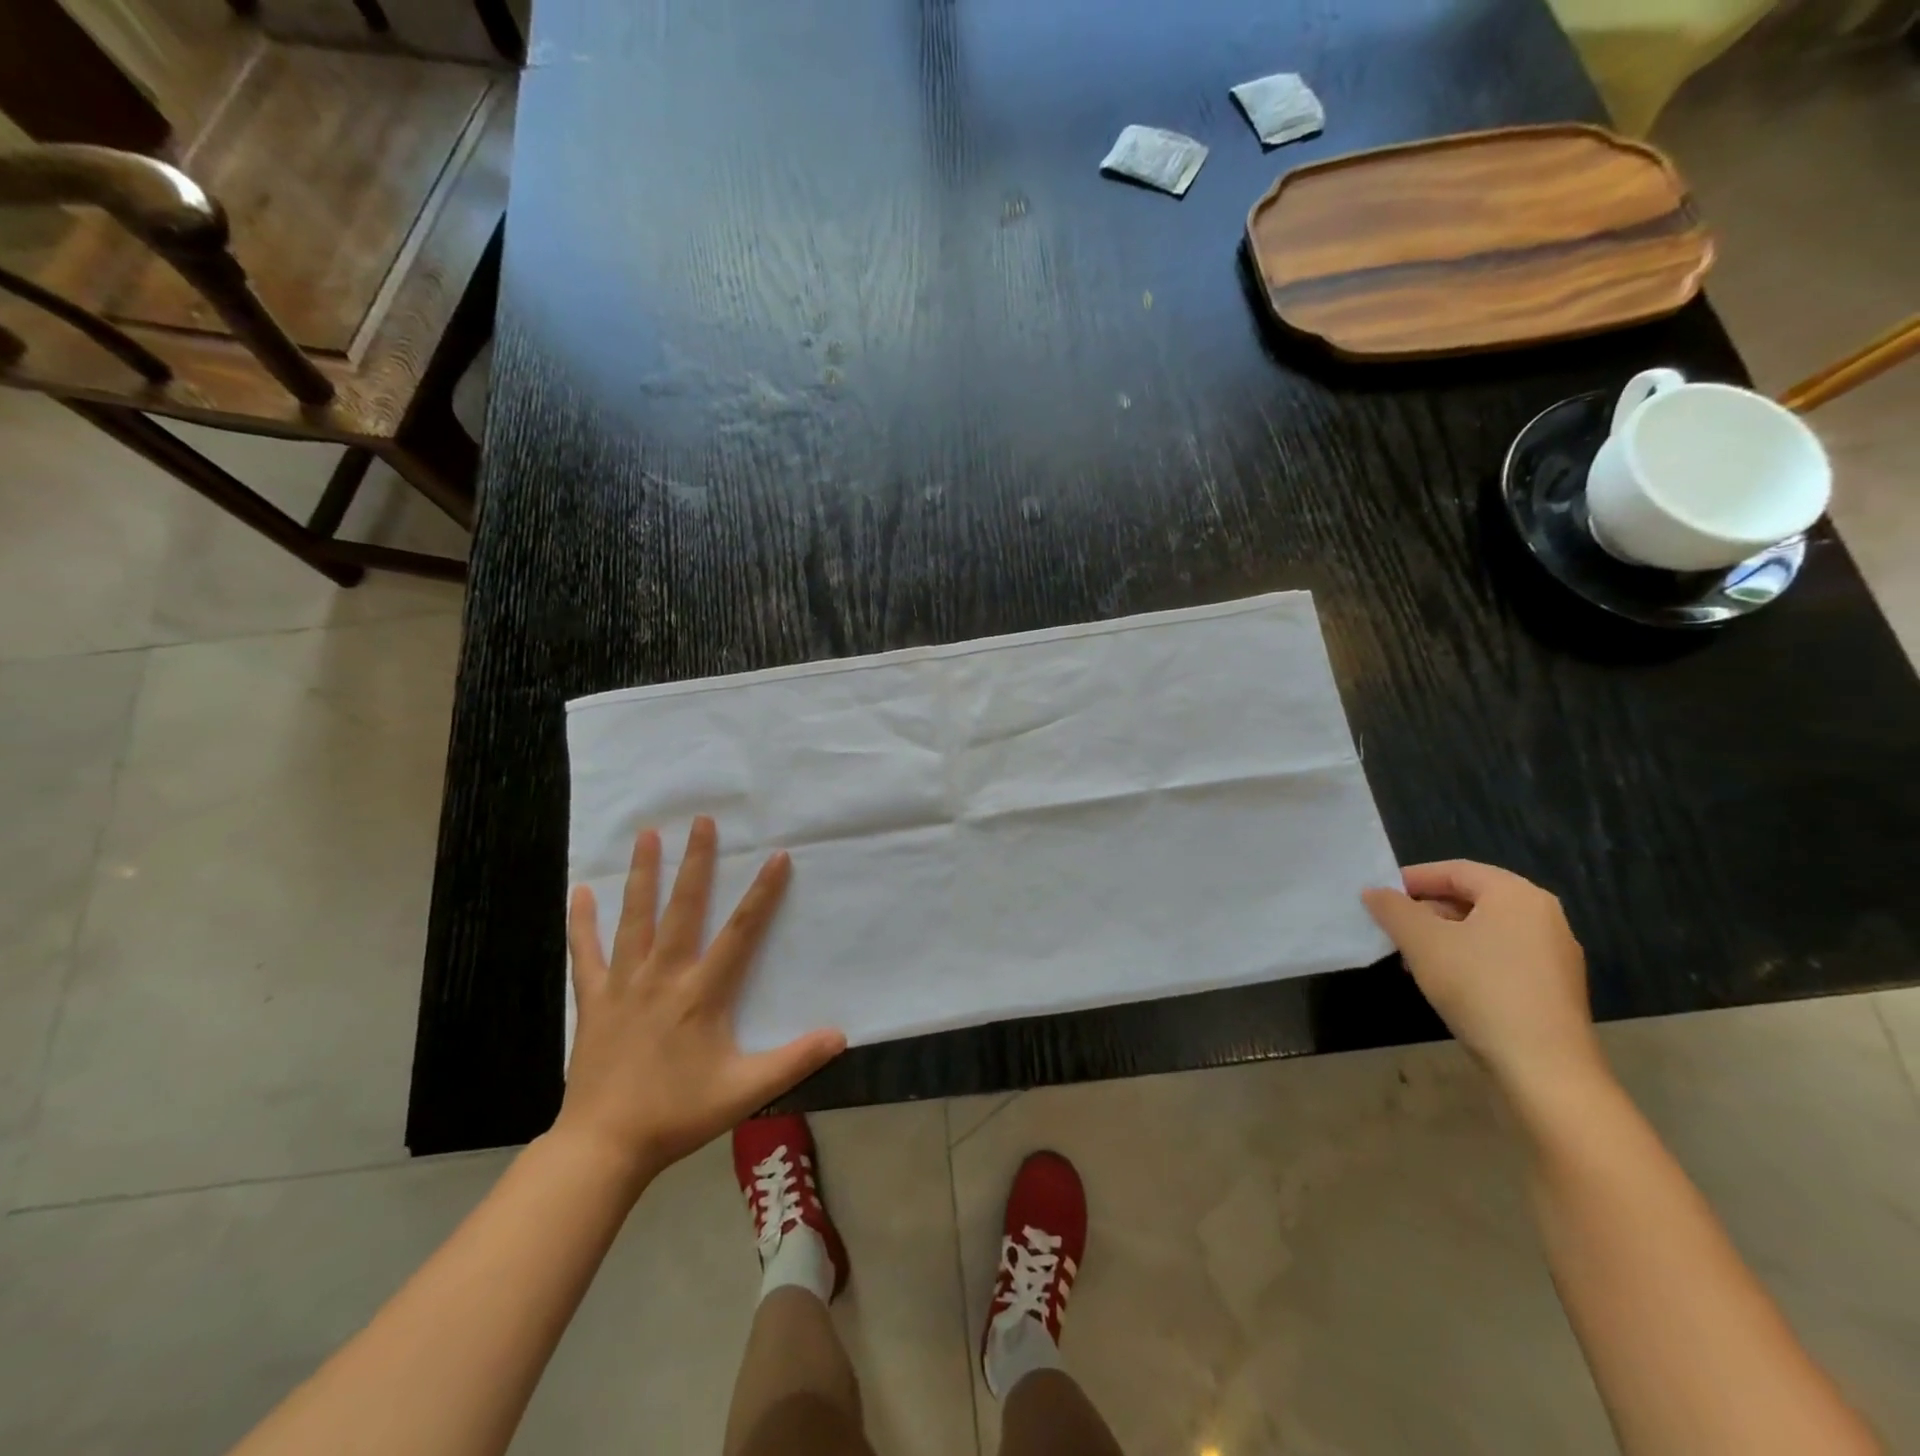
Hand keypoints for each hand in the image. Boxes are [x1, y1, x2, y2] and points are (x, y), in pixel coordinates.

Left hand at [556, 817, 845, 1187]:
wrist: (604, 1146)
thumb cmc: (678, 1114)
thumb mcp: (746, 1091)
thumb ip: (795, 1060)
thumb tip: (841, 1035)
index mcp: (702, 992)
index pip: (741, 931)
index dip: (762, 893)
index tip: (776, 856)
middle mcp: (664, 975)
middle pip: (683, 907)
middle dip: (696, 862)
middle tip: (701, 820)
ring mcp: (624, 984)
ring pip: (635, 918)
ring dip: (643, 874)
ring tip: (647, 834)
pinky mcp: (594, 1000)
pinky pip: (587, 953)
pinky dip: (582, 922)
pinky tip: (579, 891)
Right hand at [1362, 860, 1604, 1098]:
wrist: (1545, 1069)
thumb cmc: (1480, 988)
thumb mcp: (1423, 942)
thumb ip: (1393, 909)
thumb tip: (1374, 892)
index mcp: (1517, 895)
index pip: (1455, 871)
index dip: (1412, 879)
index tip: (1380, 896)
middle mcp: (1543, 916)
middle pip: (1471, 899)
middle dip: (1426, 911)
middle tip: (1391, 928)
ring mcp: (1554, 954)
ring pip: (1484, 930)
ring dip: (1443, 937)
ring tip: (1410, 958)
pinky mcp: (1553, 987)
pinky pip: (1501, 956)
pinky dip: (1467, 958)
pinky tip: (1444, 982)